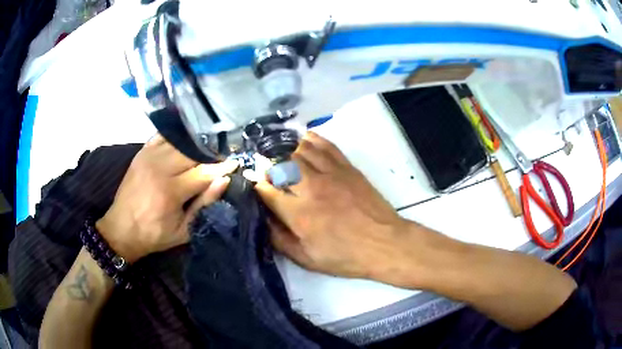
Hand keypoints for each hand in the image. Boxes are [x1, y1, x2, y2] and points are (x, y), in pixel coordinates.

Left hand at [96, 135, 236, 262]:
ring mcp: (148, 157)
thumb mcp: (184, 231)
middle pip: (192, 152)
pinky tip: (186, 140)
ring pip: (180, 142)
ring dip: (196, 145)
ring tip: (207, 149)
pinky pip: (164, 136)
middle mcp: (159, 169)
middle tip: (222, 157)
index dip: (222, 167)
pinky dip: (177, 137)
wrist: (121, 229)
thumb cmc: (154, 235)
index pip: (203, 172)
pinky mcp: (141, 153)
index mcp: (170, 192)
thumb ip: (204, 205)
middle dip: (210, 154)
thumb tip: (223, 180)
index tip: (235, 163)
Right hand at [255, 132, 407, 279]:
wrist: (384, 243)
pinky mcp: (347, 168)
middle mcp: (310, 187)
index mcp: (298, 213)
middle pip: (281, 164)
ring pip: (301, 150)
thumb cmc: (345, 256)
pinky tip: (304, 141)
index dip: (257, 186)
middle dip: (270, 166)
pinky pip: (326, 146)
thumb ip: (280, 239)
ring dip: (287, 151)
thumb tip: (263, 219)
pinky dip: (312, 140)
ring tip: (282, 156)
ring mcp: (330, 173)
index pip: (267, 190)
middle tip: (268, 171)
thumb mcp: (307, 259)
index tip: (256, 186)